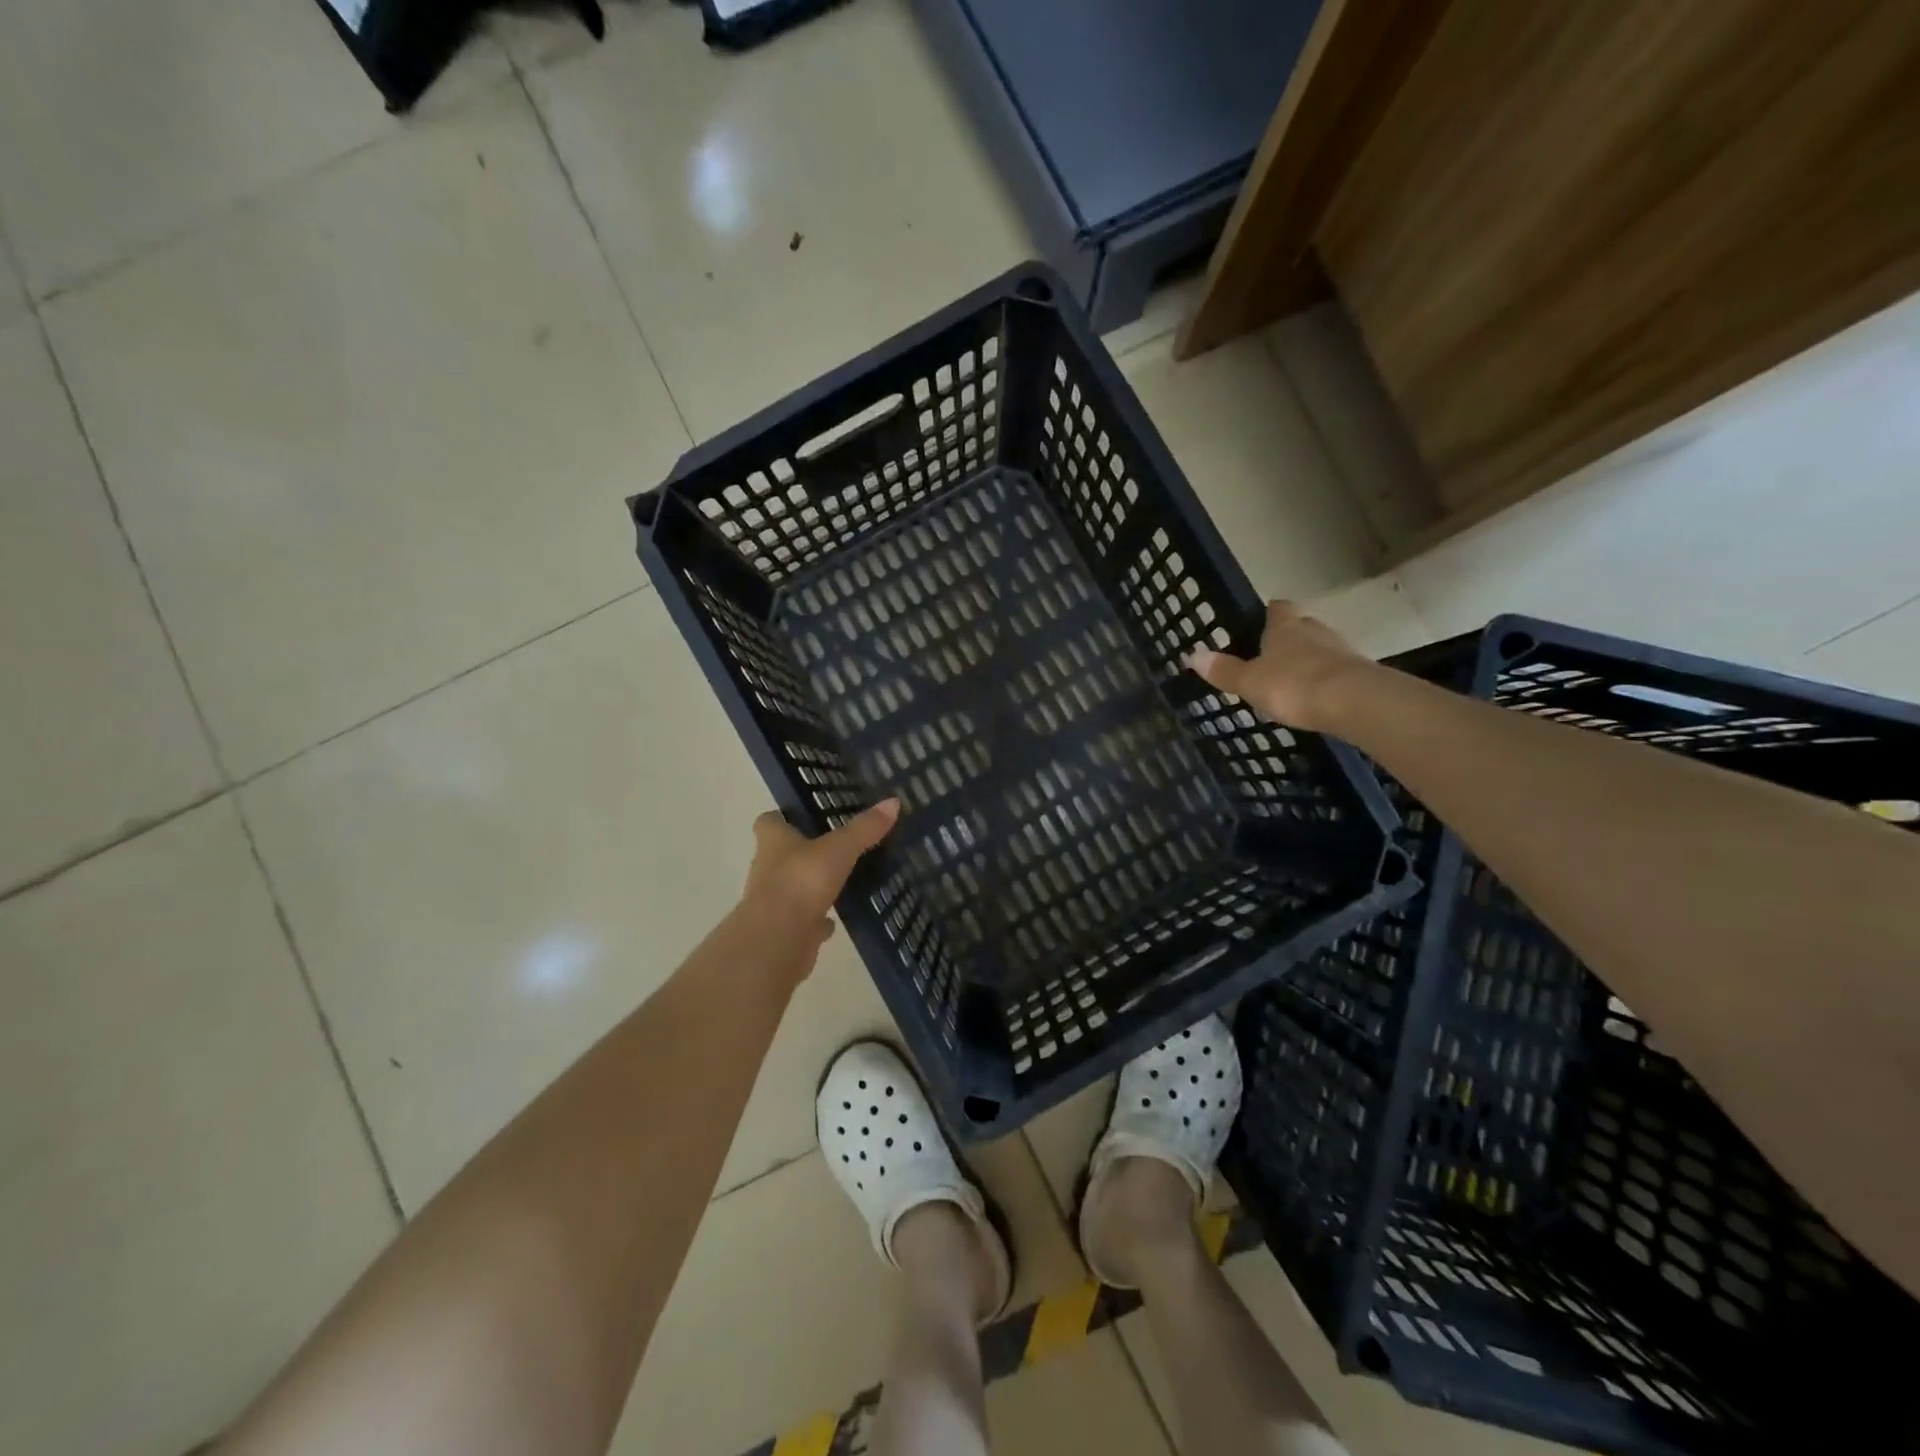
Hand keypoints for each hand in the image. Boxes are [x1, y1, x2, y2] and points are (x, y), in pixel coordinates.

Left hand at [741, 799, 900, 949]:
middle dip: (803, 850)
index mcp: (773, 842)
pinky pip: (802, 919)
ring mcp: (773, 902)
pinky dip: (817, 918)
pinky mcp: (784, 930)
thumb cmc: (802, 882)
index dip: (782, 817)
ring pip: (792, 887)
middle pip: (780, 854)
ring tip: (840, 880)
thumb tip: (893, 802)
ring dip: (810, 885)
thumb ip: (864, 828)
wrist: (778, 940)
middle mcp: (767, 869)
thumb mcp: (839, 849)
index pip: (768, 821)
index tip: (804, 815)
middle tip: (834, 844)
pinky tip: (836, 920)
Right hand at [1188, 600, 1371, 731]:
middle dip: (1289, 637)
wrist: (1353, 701)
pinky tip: (1315, 696)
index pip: (1277, 608)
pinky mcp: (1359, 672)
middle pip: (1301, 626)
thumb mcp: (1250, 682)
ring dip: (1308, 659)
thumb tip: (1192, 655)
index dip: (1269, 613)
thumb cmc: (1293, 685)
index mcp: (1284, 628)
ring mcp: (1340, 650)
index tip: (1262, 620)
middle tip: (1272, 654)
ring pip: (1320, 647)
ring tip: (1292, 679)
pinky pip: (1336, 670)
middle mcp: (1314, 631)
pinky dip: (1325, 679)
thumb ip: (1224, 671)